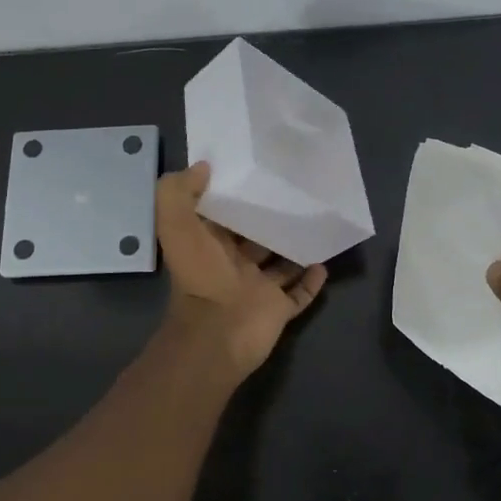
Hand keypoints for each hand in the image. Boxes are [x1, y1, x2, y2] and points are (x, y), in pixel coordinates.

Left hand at [155, 163, 327, 381]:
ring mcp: (257, 288)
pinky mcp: (277, 309)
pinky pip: (298, 293)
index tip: (256, 171)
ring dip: (295, 247)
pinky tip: (324, 261)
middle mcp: (233, 264)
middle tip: (296, 193)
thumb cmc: (200, 276)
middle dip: (271, 219)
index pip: (223, 214)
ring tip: (317, 222)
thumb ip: (178, 192)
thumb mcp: (176, 225)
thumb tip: (203, 167)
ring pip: (280, 263)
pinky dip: (311, 280)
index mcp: (208, 244)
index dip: (235, 194)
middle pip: (255, 236)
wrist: (218, 333)